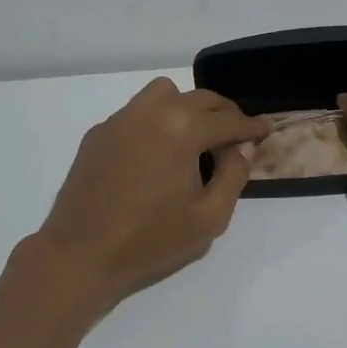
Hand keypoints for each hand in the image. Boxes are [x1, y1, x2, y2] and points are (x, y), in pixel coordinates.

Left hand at [35, 79, 269, 310]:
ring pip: (164, 93)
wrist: (81, 253)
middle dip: (224, 113)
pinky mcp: (99, 132)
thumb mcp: (209, 218)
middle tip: (236, 134)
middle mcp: (152, 113)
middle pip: (200, 98)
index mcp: (182, 130)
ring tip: (194, 135)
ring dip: (187, 106)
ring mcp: (121, 119)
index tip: (265, 130)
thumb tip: (240, 148)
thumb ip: (234, 176)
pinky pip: (136, 111)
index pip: (227, 120)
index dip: (251, 126)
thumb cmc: (150, 239)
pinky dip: (156, 120)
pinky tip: (156, 151)